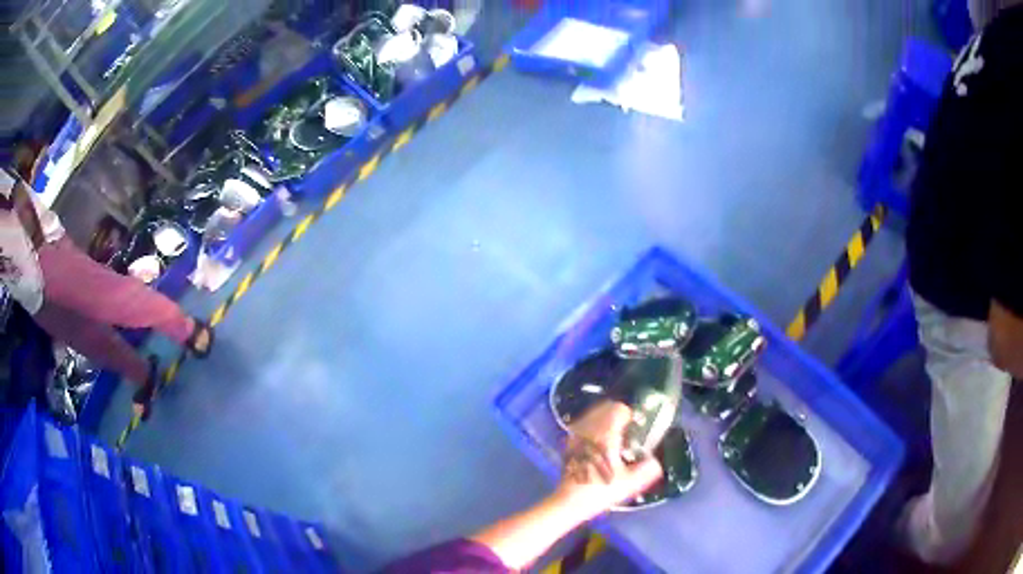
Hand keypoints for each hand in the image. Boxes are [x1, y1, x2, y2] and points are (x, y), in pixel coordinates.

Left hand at [553, 401, 663, 521]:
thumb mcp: (630, 483)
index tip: (636, 428)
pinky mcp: (568, 444)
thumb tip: (656, 462)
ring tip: (613, 437)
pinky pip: (582, 426)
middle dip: (617, 415)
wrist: (569, 502)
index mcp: (605, 435)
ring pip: (593, 415)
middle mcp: (589, 430)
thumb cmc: (600, 491)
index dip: (631, 416)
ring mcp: (576, 436)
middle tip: (626, 432)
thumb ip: (648, 470)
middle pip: (605, 408)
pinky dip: (592, 428)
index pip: (619, 409)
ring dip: (604, 420)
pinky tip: (597, 444)